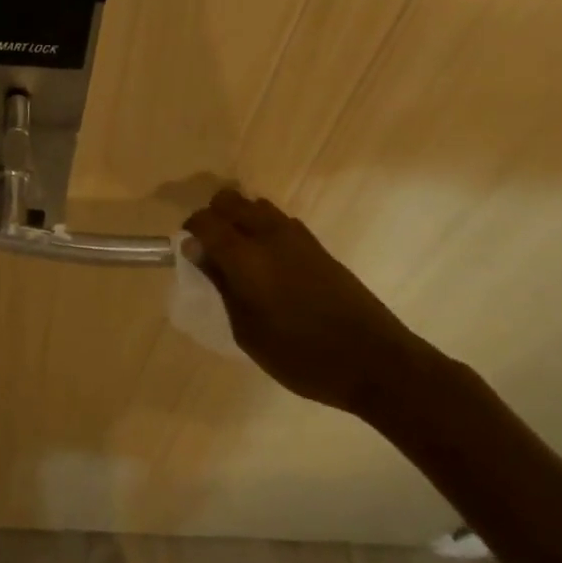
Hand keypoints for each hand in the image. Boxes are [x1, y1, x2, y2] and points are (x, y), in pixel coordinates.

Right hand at [182, 188, 430, 418]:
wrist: (375, 362)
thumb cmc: (302, 356)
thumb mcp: (247, 331)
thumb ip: (220, 286)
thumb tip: (197, 252)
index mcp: (247, 257)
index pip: (206, 221)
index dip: (190, 230)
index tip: (186, 251)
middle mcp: (270, 236)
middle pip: (230, 201)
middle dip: (213, 217)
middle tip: (209, 251)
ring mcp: (297, 237)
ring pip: (256, 206)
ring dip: (240, 220)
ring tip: (238, 257)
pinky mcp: (318, 246)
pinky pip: (279, 221)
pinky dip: (264, 229)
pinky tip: (268, 264)